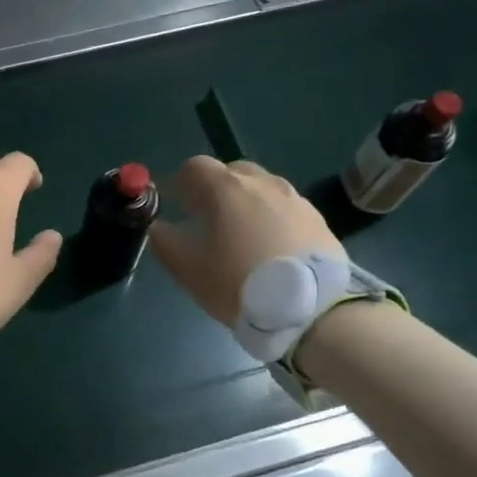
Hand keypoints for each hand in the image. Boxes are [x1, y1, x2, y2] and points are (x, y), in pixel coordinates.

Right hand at [149, 157, 343, 325]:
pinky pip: (286, 208)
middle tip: (209, 219)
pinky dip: (273, 218)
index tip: (178, 205)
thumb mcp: (190, 271)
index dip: (181, 182)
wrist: (311, 310)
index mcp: (228, 189)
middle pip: (232, 171)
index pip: (196, 166)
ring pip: (263, 188)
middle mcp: (263, 183)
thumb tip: (158, 228)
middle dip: (216, 188)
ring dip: (247, 202)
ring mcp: (295, 200)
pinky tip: (271, 248)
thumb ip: (166, 243)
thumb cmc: (240, 284)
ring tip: (243, 236)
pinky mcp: (318, 220)